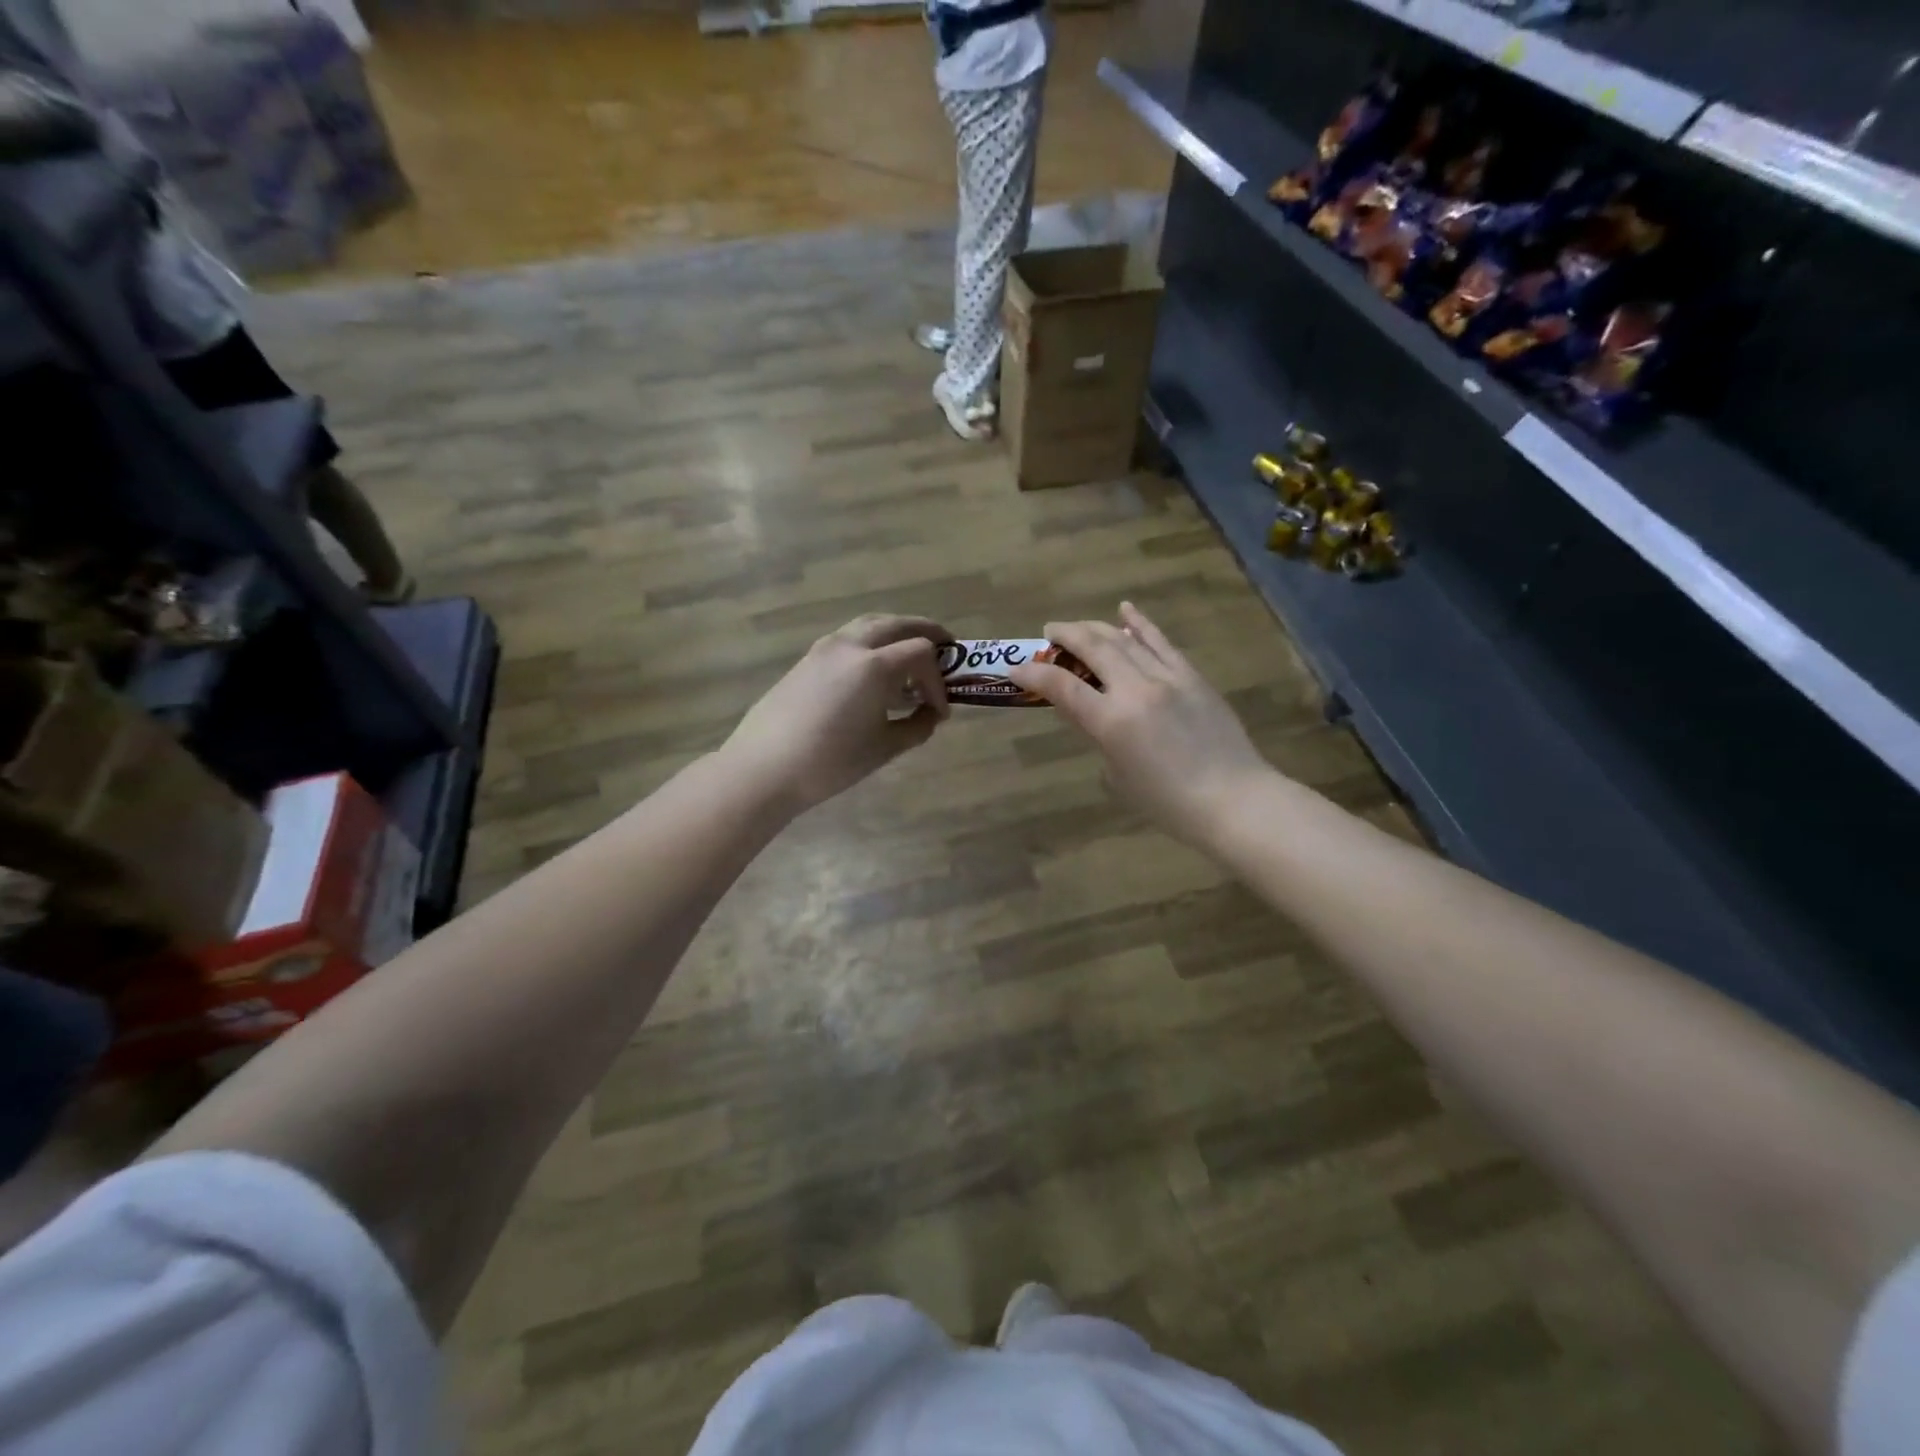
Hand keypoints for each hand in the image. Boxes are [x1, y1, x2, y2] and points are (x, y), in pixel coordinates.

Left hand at [722, 614, 950, 815]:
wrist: (764, 768)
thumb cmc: (831, 761)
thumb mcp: (884, 748)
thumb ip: (917, 726)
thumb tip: (931, 715)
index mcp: (875, 665)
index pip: (921, 654)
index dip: (938, 679)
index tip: (940, 710)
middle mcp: (851, 645)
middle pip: (898, 624)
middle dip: (925, 634)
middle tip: (946, 649)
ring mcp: (824, 648)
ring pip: (870, 625)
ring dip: (896, 636)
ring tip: (909, 660)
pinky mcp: (807, 659)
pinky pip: (849, 639)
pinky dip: (871, 645)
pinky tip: (873, 675)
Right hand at [1008, 602, 1274, 847]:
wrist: (1233, 799)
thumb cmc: (1168, 803)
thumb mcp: (1119, 775)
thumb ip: (1099, 737)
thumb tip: (1093, 713)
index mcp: (1112, 721)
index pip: (1062, 687)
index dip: (1035, 675)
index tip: (1017, 667)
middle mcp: (1136, 689)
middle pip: (1093, 649)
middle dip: (1065, 636)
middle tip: (1048, 633)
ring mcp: (1168, 678)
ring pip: (1124, 640)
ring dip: (1096, 628)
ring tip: (1077, 627)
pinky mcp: (1192, 676)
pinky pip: (1161, 643)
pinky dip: (1140, 624)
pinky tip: (1125, 611)